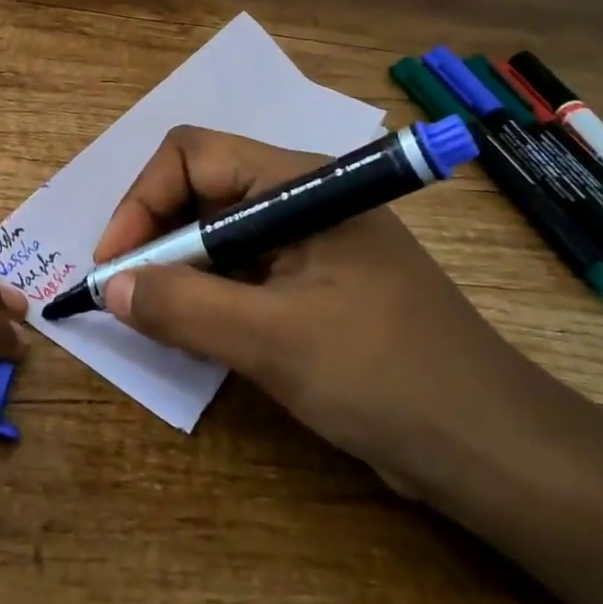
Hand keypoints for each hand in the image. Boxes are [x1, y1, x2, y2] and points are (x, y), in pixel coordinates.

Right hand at [93, 124, 537, 497]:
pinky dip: (206, 296)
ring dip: (176, 270)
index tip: (114, 265)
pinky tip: (191, 333)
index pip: (192, 155)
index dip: (141, 201)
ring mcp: (308, 244)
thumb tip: (112, 286)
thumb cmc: (386, 376)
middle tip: (123, 296)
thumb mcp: (274, 340)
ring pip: (217, 235)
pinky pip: (240, 273)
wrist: (491, 447)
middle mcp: (300, 200)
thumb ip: (184, 307)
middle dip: (153, 237)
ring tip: (149, 318)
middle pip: (200, 191)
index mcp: (299, 184)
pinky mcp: (312, 285)